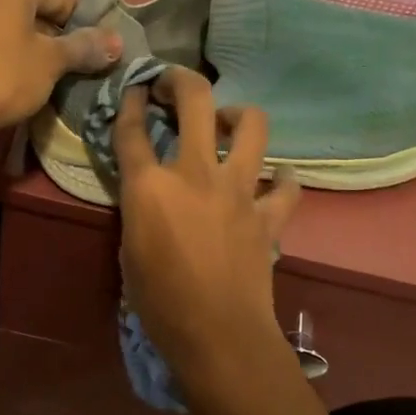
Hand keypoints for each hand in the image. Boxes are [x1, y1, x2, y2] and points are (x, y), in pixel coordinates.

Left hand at [0, 0, 120, 155]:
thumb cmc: (2, 78)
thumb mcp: (51, 63)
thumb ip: (84, 47)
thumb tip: (118, 42)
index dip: (70, 28)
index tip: (73, 56)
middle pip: (19, 0)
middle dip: (33, 26)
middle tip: (43, 64)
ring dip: (1, 31)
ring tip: (10, 67)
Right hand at [114, 67, 300, 402]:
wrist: (218, 334)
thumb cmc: (160, 302)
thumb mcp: (129, 250)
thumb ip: (139, 209)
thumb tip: (150, 194)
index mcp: (150, 186)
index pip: (132, 129)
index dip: (129, 102)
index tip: (134, 89)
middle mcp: (195, 173)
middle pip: (196, 101)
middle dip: (181, 80)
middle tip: (174, 85)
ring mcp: (238, 190)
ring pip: (252, 127)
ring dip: (238, 116)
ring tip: (228, 124)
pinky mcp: (267, 214)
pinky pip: (286, 186)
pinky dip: (284, 178)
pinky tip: (277, 178)